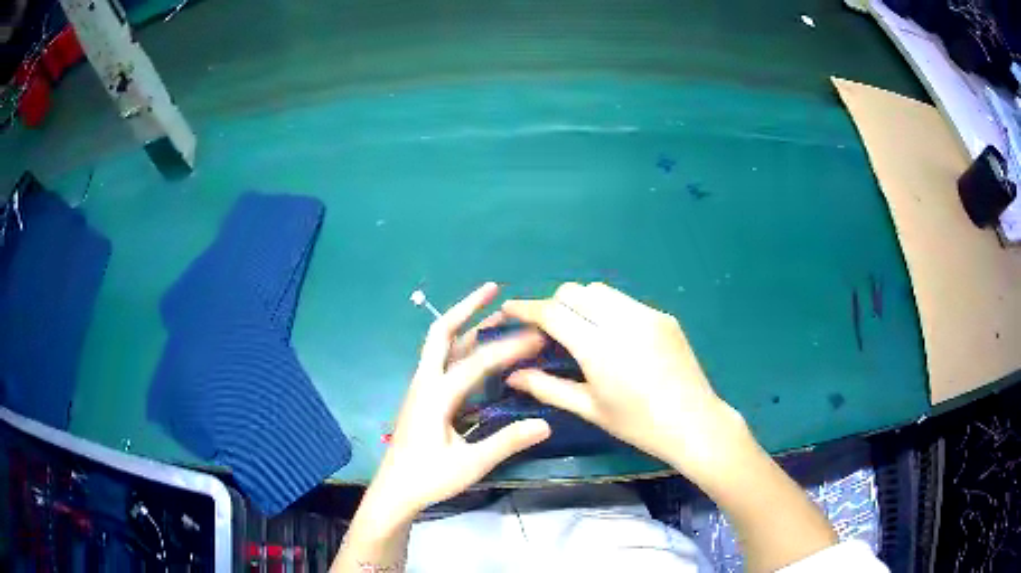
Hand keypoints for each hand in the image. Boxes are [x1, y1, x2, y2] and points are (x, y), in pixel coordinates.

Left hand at [367, 282, 550, 521]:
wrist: (395, 491)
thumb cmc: (429, 478)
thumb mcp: (470, 464)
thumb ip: (506, 442)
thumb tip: (544, 423)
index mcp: (435, 396)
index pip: (476, 362)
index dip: (508, 347)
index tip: (537, 335)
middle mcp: (425, 382)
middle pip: (441, 333)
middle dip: (467, 307)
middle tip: (494, 289)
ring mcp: (421, 388)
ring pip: (441, 345)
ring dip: (465, 324)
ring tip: (493, 311)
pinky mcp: (422, 397)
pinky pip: (442, 361)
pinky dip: (461, 345)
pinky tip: (478, 351)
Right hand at [502, 282, 745, 474]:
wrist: (694, 422)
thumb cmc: (638, 424)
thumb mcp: (589, 408)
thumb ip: (547, 387)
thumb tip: (511, 375)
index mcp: (599, 347)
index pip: (552, 313)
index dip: (526, 308)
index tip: (510, 309)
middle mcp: (621, 320)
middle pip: (574, 292)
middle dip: (554, 305)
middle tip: (549, 331)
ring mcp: (646, 314)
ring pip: (600, 290)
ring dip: (581, 303)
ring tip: (582, 332)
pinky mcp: (664, 316)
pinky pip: (625, 301)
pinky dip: (608, 310)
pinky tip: (615, 337)